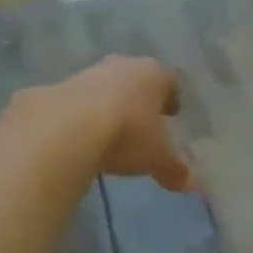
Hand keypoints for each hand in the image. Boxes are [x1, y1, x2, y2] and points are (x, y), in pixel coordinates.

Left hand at [64, 55, 193, 191]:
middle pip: (137, 79)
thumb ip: (175, 170)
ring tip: (109, 134)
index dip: (172, 99)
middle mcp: (124, 65)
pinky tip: (80, 137)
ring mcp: (89, 73)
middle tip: (142, 122)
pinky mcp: (58, 87)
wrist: (66, 128)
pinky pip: (77, 101)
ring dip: (109, 105)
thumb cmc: (128, 134)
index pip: (170, 82)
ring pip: (106, 87)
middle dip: (140, 99)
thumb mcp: (157, 157)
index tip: (171, 115)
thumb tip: (193, 186)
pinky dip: (81, 115)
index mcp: (154, 75)